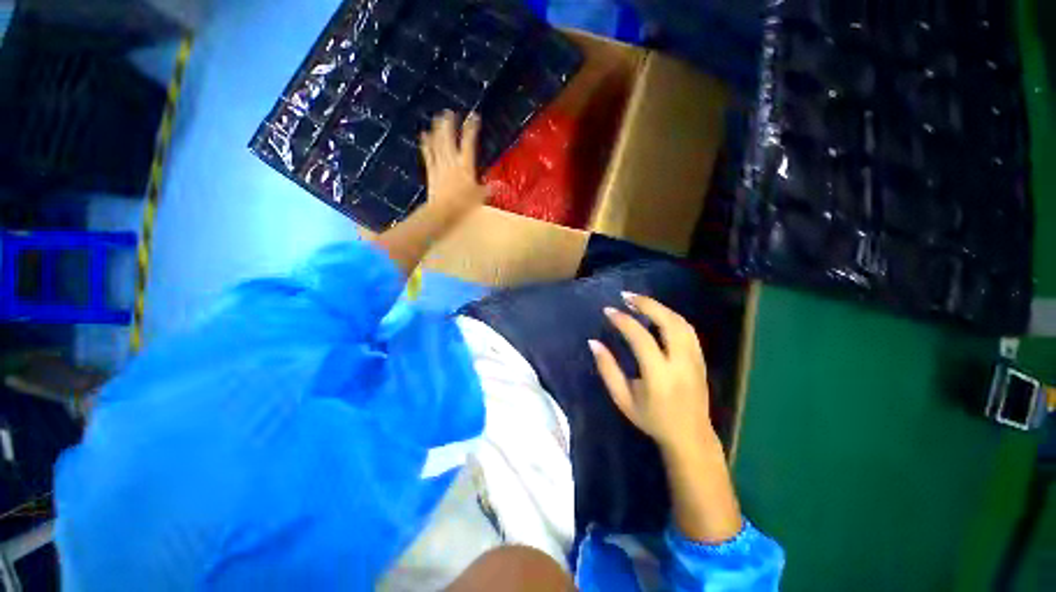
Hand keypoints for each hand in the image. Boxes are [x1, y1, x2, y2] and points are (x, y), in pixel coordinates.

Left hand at [419, 111, 489, 220]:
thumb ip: (487, 189)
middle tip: (449, 112)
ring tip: (437, 118)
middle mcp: (452, 162)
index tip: (473, 117)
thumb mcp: (479, 197)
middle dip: (450, 125)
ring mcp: (440, 165)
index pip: (469, 143)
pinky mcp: (431, 171)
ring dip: (437, 130)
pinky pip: (428, 155)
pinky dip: (426, 144)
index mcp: (466, 166)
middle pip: (449, 139)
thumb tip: (498, 186)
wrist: (443, 211)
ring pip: (438, 144)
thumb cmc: (463, 205)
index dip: (471, 129)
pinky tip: (424, 135)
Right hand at [588, 292, 715, 454]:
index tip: (608, 311)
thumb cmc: (652, 420)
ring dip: (659, 307)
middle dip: (647, 304)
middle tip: (626, 296)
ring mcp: (695, 359)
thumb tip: (593, 342)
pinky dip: (670, 316)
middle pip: (668, 322)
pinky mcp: (700, 359)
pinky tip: (657, 313)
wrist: (691, 437)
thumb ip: (607, 369)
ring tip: (639, 301)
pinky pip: (687, 329)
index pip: (641, 339)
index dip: (624, 321)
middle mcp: (681, 363)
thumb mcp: (623, 399)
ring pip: (681, 323)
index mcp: (660, 376)